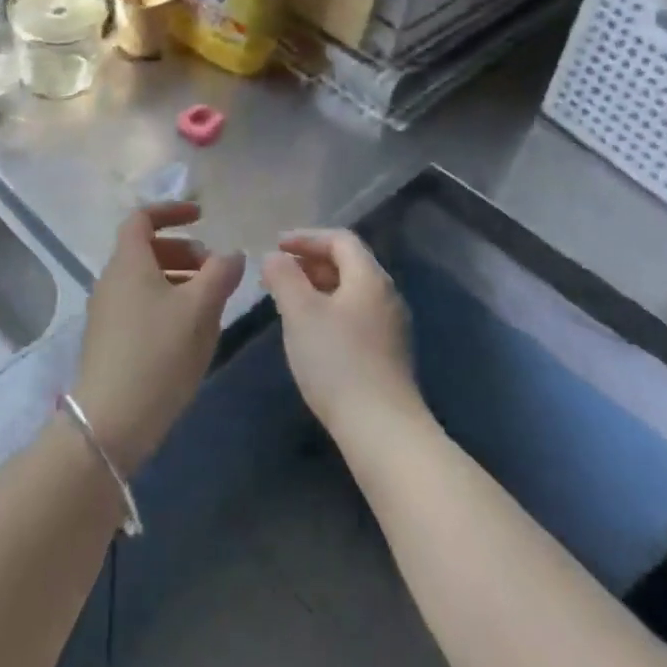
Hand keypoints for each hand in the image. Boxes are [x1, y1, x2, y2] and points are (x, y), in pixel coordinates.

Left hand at [74, 202, 243, 475]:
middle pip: (146, 249)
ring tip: (209, 301)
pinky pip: (139, 304)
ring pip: (144, 279)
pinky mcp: (108, 339)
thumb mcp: (200, 310)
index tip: (202, 216)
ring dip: (177, 278)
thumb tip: (232, 254)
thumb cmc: (158, 354)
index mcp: (128, 262)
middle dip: (183, 250)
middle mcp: (111, 279)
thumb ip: (220, 274)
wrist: (111, 421)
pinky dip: (165, 302)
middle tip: (213, 269)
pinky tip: (189, 330)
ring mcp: (106, 311)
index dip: (172, 210)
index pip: (142, 218)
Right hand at [261, 229, 422, 444]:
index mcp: (370, 277)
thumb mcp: (300, 312)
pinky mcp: (389, 353)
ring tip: (288, 300)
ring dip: (319, 286)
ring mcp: (392, 326)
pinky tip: (311, 331)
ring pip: (351, 291)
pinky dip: (330, 309)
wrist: (382, 430)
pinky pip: (356, 314)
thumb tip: (275, 257)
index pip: (340, 239)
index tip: (276, 246)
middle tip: (278, 272)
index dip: (306, 237)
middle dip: (310, 261)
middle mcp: (387, 295)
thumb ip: (284, 277)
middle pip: (348, 263)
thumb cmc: (337, 361)